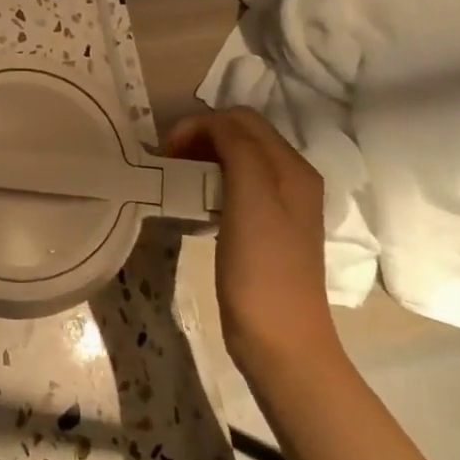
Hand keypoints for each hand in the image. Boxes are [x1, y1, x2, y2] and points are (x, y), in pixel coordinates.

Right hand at [165, 108, 337, 367]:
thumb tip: (213, 124)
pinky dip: (211, 185)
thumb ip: (238, 149)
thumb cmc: (262, 268)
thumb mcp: (251, 198)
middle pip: (242, 135)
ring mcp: (281, 206)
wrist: (280, 340)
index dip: (201, 124)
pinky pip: (236, 189)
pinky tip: (196, 205)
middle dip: (201, 137)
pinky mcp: (265, 230)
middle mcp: (292, 179)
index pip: (242, 119)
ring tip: (177, 180)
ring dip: (204, 160)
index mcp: (292, 167)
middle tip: (168, 162)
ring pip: (237, 161)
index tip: (167, 150)